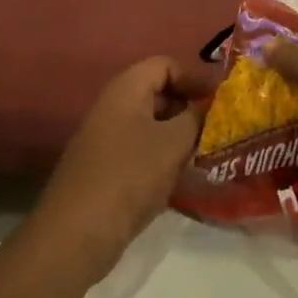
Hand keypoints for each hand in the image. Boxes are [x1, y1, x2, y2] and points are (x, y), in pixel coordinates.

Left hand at [32, 57, 206, 284]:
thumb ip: (195, 119)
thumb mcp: (173, 143)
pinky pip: (141, 151)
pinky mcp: (106, 169)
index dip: (194, 77)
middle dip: (189, 107)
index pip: (165, 65)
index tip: (220, 100)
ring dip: (178, 136)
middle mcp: (112, 107)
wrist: (77, 232)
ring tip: (206, 153)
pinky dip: (163, 158)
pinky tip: (182, 178)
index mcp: (126, 89)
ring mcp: (106, 139)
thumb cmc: (129, 175)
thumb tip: (207, 107)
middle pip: (157, 93)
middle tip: (218, 128)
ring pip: (151, 126)